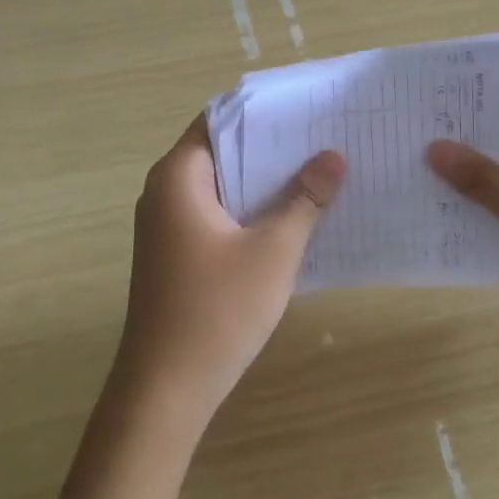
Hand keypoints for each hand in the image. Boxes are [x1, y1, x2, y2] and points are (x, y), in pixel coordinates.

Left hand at [114, 114, 346, 434]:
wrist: (165, 391)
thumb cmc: (217, 310)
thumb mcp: (273, 251)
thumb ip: (305, 199)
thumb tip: (334, 156)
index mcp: (178, 177)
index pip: (220, 119)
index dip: (264, 111)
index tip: (308, 107)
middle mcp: (166, 192)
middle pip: (223, 150)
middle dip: (273, 146)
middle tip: (327, 137)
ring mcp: (169, 226)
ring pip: (224, 186)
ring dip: (266, 181)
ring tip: (321, 170)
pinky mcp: (178, 254)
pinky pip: (219, 214)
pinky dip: (253, 209)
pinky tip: (295, 217)